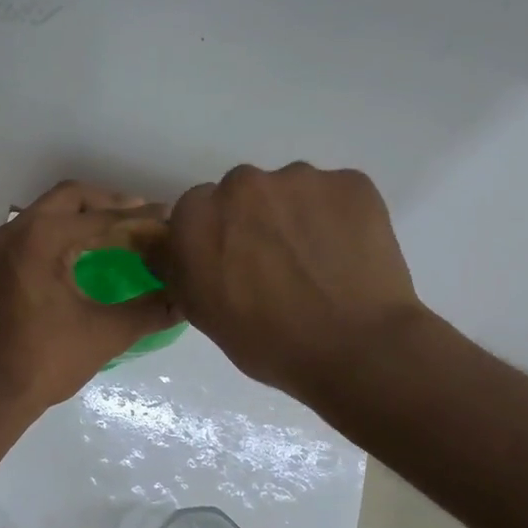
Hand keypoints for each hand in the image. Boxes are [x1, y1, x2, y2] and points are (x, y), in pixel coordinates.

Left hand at [0, 181, 178, 413]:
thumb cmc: (47, 361)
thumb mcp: (106, 334)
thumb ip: (149, 310)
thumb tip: (183, 299)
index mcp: (40, 239)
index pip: (99, 217)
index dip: (137, 217)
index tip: (164, 217)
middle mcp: (10, 234)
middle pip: (65, 199)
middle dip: (104, 203)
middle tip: (136, 216)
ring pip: (37, 218)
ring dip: (72, 220)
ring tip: (104, 236)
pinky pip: (17, 244)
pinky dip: (45, 243)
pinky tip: (63, 265)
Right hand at [147, 163, 425, 405]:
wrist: (356, 349)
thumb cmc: (268, 342)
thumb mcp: (201, 312)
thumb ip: (178, 267)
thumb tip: (171, 247)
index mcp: (197, 216)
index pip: (193, 212)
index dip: (212, 239)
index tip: (230, 266)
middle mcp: (242, 184)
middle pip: (240, 194)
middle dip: (251, 221)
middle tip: (274, 264)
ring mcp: (300, 178)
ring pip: (288, 191)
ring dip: (294, 217)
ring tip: (317, 262)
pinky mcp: (350, 181)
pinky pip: (333, 195)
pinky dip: (336, 218)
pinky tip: (347, 255)